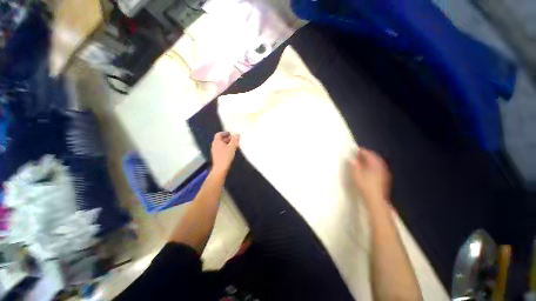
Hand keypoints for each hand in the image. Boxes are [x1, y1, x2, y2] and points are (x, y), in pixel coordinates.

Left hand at [211, 132, 239, 174]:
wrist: (220, 168)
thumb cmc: (226, 156)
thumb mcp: (232, 147)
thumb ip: (235, 140)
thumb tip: (237, 134)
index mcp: (217, 141)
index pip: (219, 134)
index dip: (225, 133)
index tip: (231, 134)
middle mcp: (214, 145)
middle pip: (220, 139)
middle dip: (227, 138)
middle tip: (234, 139)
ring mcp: (215, 151)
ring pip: (221, 144)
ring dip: (227, 143)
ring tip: (234, 145)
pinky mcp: (216, 155)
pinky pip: (221, 149)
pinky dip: (226, 147)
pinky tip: (231, 150)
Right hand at [350, 148, 391, 202]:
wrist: (375, 199)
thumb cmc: (365, 186)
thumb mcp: (357, 175)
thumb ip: (354, 166)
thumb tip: (351, 159)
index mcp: (375, 165)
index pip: (369, 154)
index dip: (363, 151)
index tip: (356, 149)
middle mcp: (381, 167)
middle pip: (375, 157)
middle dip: (367, 155)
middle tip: (359, 154)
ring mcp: (384, 173)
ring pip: (377, 162)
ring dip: (370, 160)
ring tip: (363, 160)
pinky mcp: (384, 178)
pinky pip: (378, 167)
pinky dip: (373, 165)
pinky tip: (368, 168)